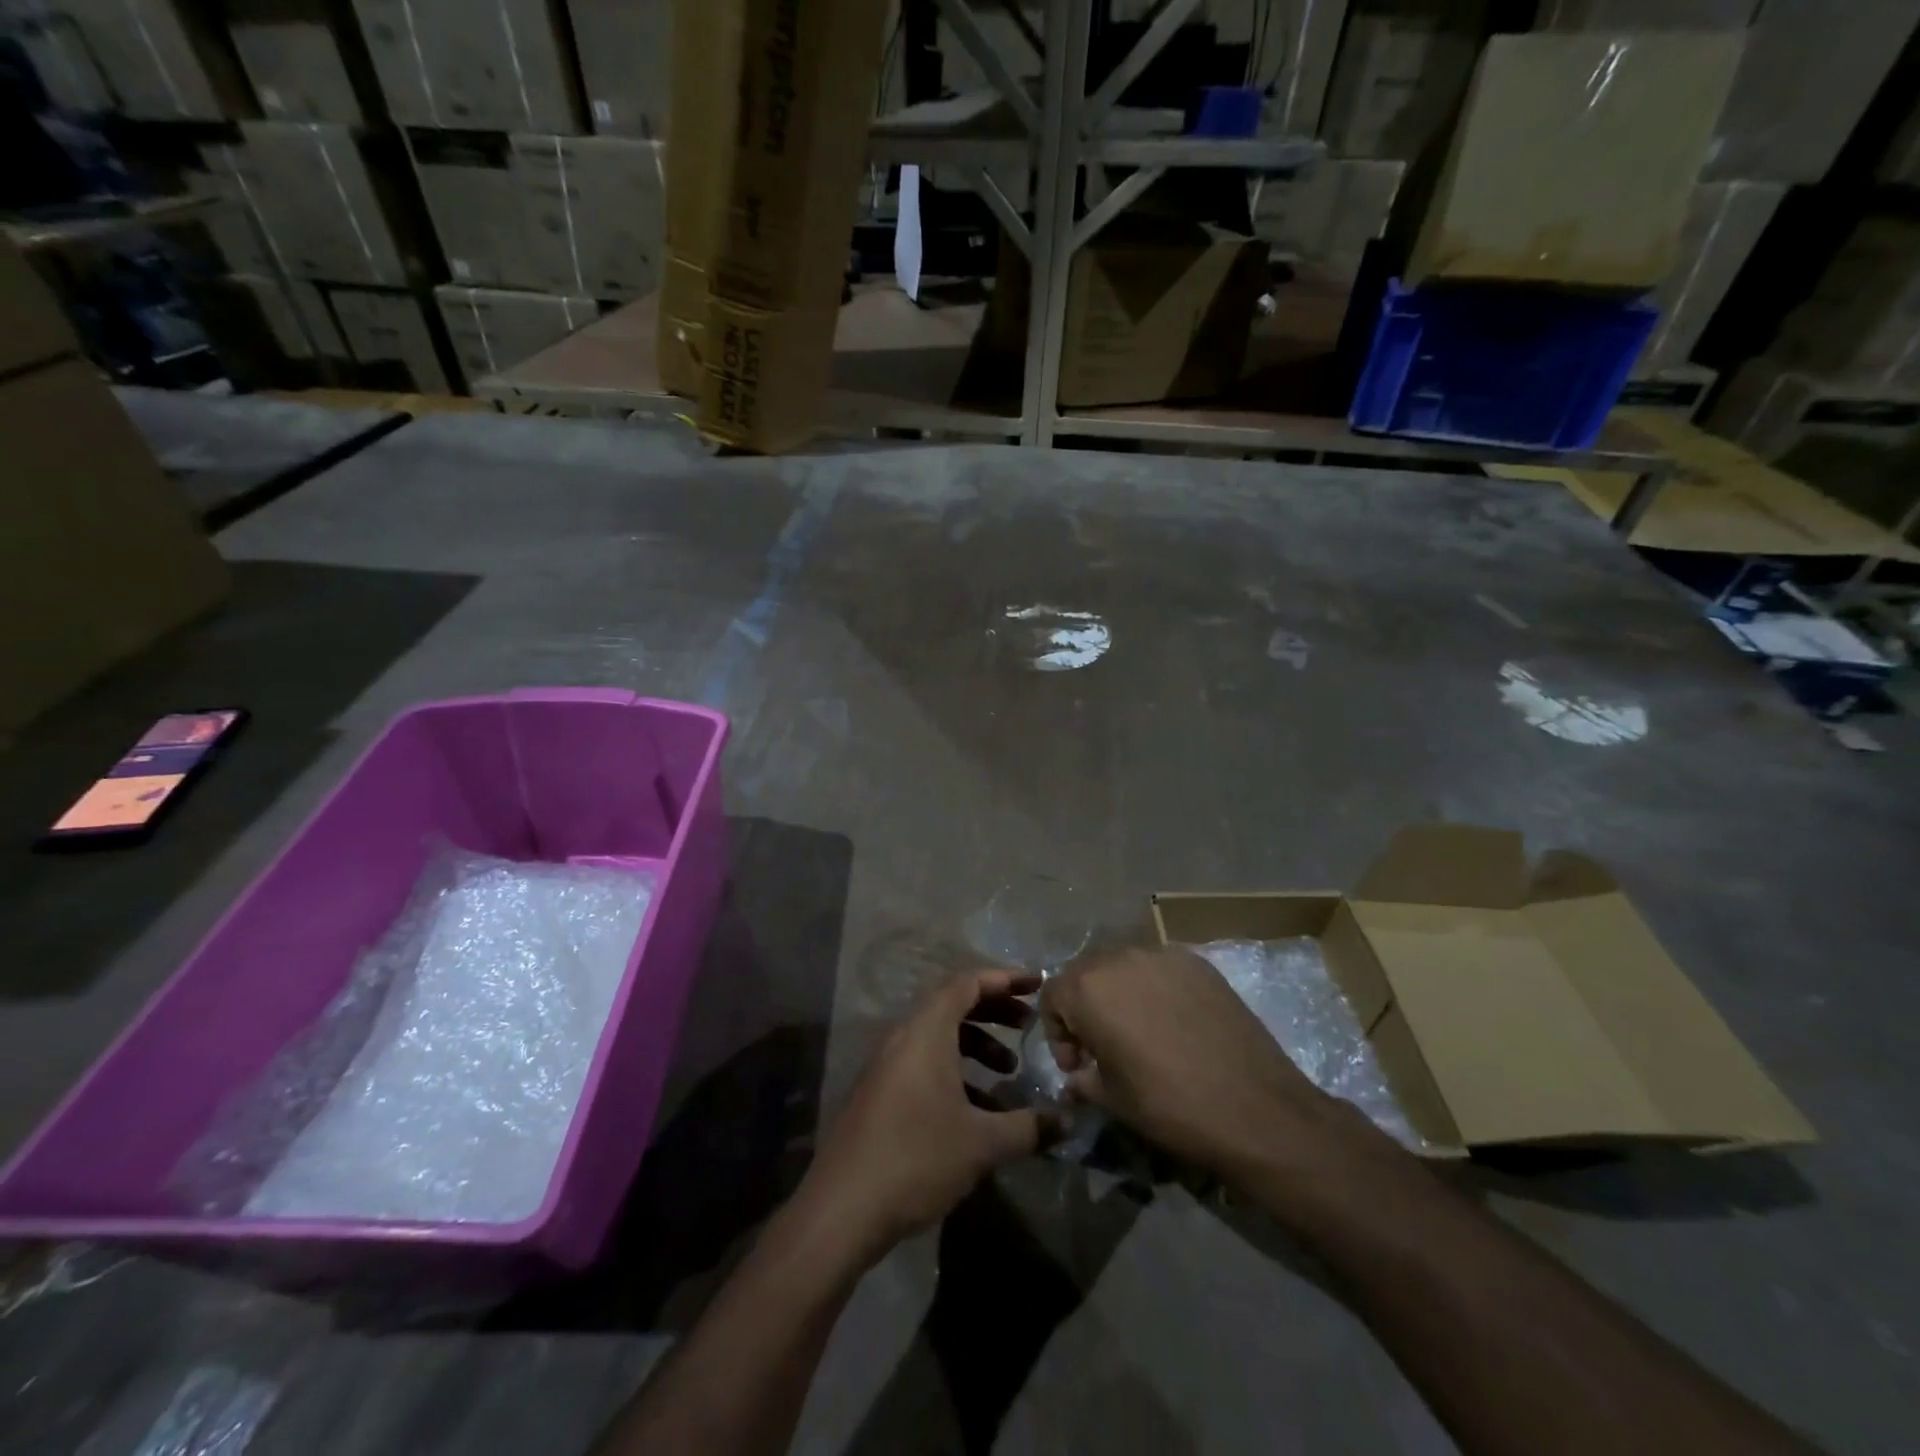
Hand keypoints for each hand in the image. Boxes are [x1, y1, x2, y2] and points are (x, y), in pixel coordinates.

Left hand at [801, 969, 1044, 1257]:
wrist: (842, 1209)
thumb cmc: (917, 1159)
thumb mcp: (982, 1144)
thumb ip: (1029, 1127)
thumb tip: (1068, 1119)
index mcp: (926, 1031)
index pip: (968, 982)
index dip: (1005, 979)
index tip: (1038, 984)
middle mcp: (903, 1036)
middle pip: (953, 1003)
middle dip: (994, 1010)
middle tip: (1029, 1024)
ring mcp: (887, 1063)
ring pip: (938, 1035)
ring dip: (975, 1043)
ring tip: (1008, 1069)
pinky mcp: (880, 1090)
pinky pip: (924, 1060)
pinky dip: (954, 1068)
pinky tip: (978, 1108)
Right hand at [1041, 946, 1361, 1184]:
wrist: (1256, 1109)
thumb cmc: (1171, 1106)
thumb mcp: (1112, 1100)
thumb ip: (1083, 1079)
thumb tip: (1076, 1077)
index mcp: (1089, 988)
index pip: (1052, 993)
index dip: (1057, 1030)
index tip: (1077, 1064)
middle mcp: (1120, 958)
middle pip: (1086, 973)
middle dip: (1084, 1007)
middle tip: (1102, 1047)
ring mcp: (1163, 955)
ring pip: (1122, 967)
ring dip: (1119, 994)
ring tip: (1139, 1032)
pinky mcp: (1198, 962)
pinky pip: (1159, 968)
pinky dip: (1154, 989)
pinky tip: (1173, 1024)